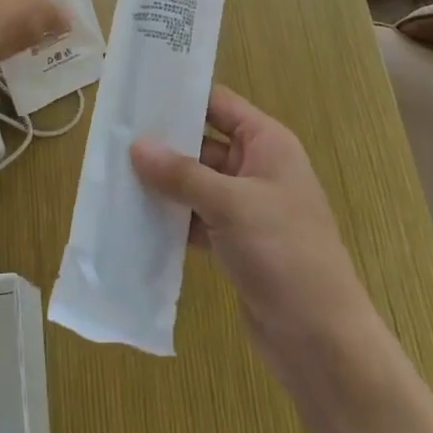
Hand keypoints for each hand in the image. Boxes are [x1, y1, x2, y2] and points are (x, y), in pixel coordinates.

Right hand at [131, 86, 380, 383]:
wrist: (320, 338)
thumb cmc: (284, 252)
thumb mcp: (231, 205)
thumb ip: (183, 174)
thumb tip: (137, 145)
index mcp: (267, 143)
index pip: (220, 105)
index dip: (182, 96)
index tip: (138, 94)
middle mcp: (257, 168)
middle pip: (204, 144)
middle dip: (164, 144)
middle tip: (114, 137)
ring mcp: (246, 208)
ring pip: (196, 184)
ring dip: (163, 184)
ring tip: (113, 174)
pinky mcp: (234, 244)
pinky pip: (196, 219)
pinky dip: (171, 219)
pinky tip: (134, 218)